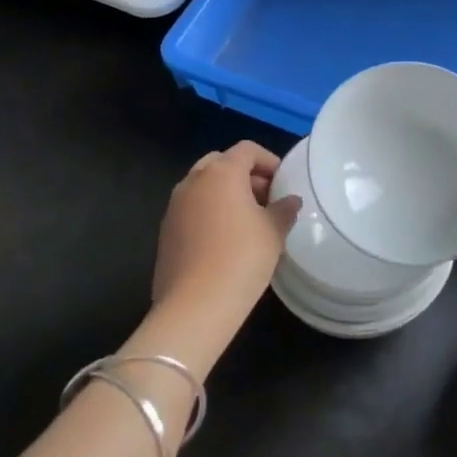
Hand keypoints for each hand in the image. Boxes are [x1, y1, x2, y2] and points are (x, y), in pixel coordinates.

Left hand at [151, 142, 299, 349]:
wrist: (194, 306)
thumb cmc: (242, 258)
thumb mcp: (274, 232)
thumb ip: (284, 210)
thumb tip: (291, 201)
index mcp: (222, 172)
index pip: (247, 149)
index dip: (268, 161)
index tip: (282, 183)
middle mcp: (193, 181)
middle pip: (221, 162)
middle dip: (244, 175)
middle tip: (265, 199)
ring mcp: (174, 206)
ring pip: (203, 186)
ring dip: (225, 193)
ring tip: (247, 221)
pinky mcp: (165, 231)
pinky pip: (191, 209)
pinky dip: (209, 212)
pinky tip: (225, 240)